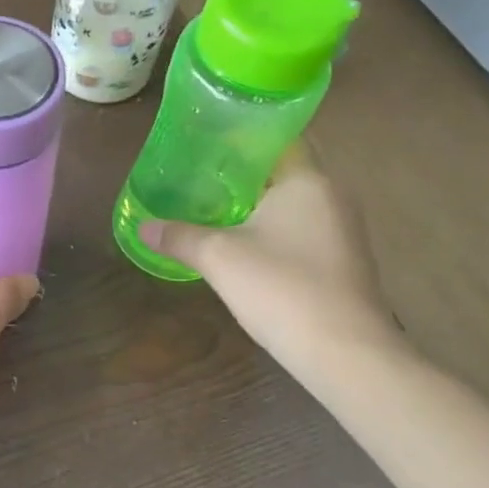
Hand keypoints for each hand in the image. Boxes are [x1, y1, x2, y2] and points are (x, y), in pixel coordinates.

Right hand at [136, 145, 400, 373]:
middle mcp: (332, 195)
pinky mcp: (343, 259)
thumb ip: (179, 236)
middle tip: (200, 169)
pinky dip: (273, 225)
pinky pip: (302, 226)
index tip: (208, 137)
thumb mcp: (218, 258)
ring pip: (293, 200)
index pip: (280, 136)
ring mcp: (342, 229)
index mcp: (308, 180)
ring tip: (214, 202)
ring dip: (258, 200)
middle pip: (284, 168)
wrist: (345, 353)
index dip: (244, 133)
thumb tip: (143, 227)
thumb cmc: (282, 288)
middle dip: (244, 169)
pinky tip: (243, 240)